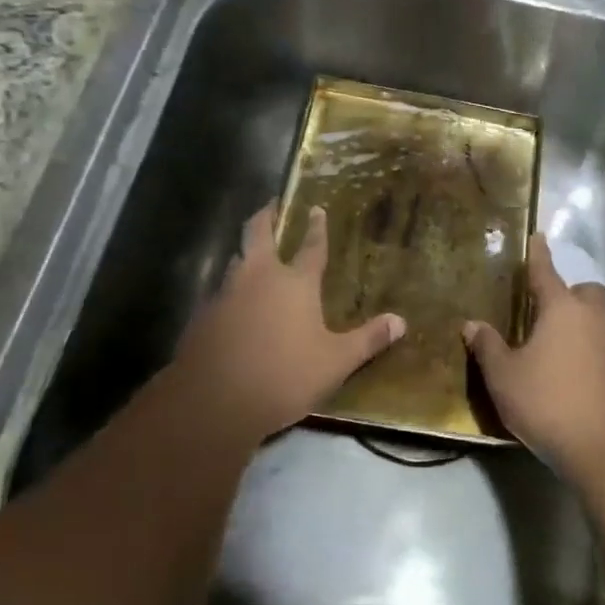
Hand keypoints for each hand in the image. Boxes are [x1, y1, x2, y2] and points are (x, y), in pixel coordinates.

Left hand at [171, 201, 404, 438]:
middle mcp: (258, 277)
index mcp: (295, 283)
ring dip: (245, 252)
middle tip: (271, 205)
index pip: (311, 247)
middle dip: (266, 216)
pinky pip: (219, 292)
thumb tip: (401, 322)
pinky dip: (230, 289)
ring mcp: (226, 294)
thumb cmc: (284, 376)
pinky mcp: (203, 316)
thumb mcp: (335, 362)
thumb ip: (368, 340)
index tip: (316, 208)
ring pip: (235, 260)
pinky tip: (233, 305)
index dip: (316, 227)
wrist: (214, 400)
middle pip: (257, 233)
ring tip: (252, 254)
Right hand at [463, 233, 604, 480]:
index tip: (539, 236)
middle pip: (585, 292)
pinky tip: (573, 376)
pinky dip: (591, 351)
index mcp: (562, 309)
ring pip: (599, 320)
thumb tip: (472, 324)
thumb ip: (488, 347)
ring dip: (581, 324)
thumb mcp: (504, 378)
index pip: (546, 272)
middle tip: (545, 312)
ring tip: (555, 347)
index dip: (539, 255)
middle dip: (569, 294)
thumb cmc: (550, 404)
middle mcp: (594, 319)